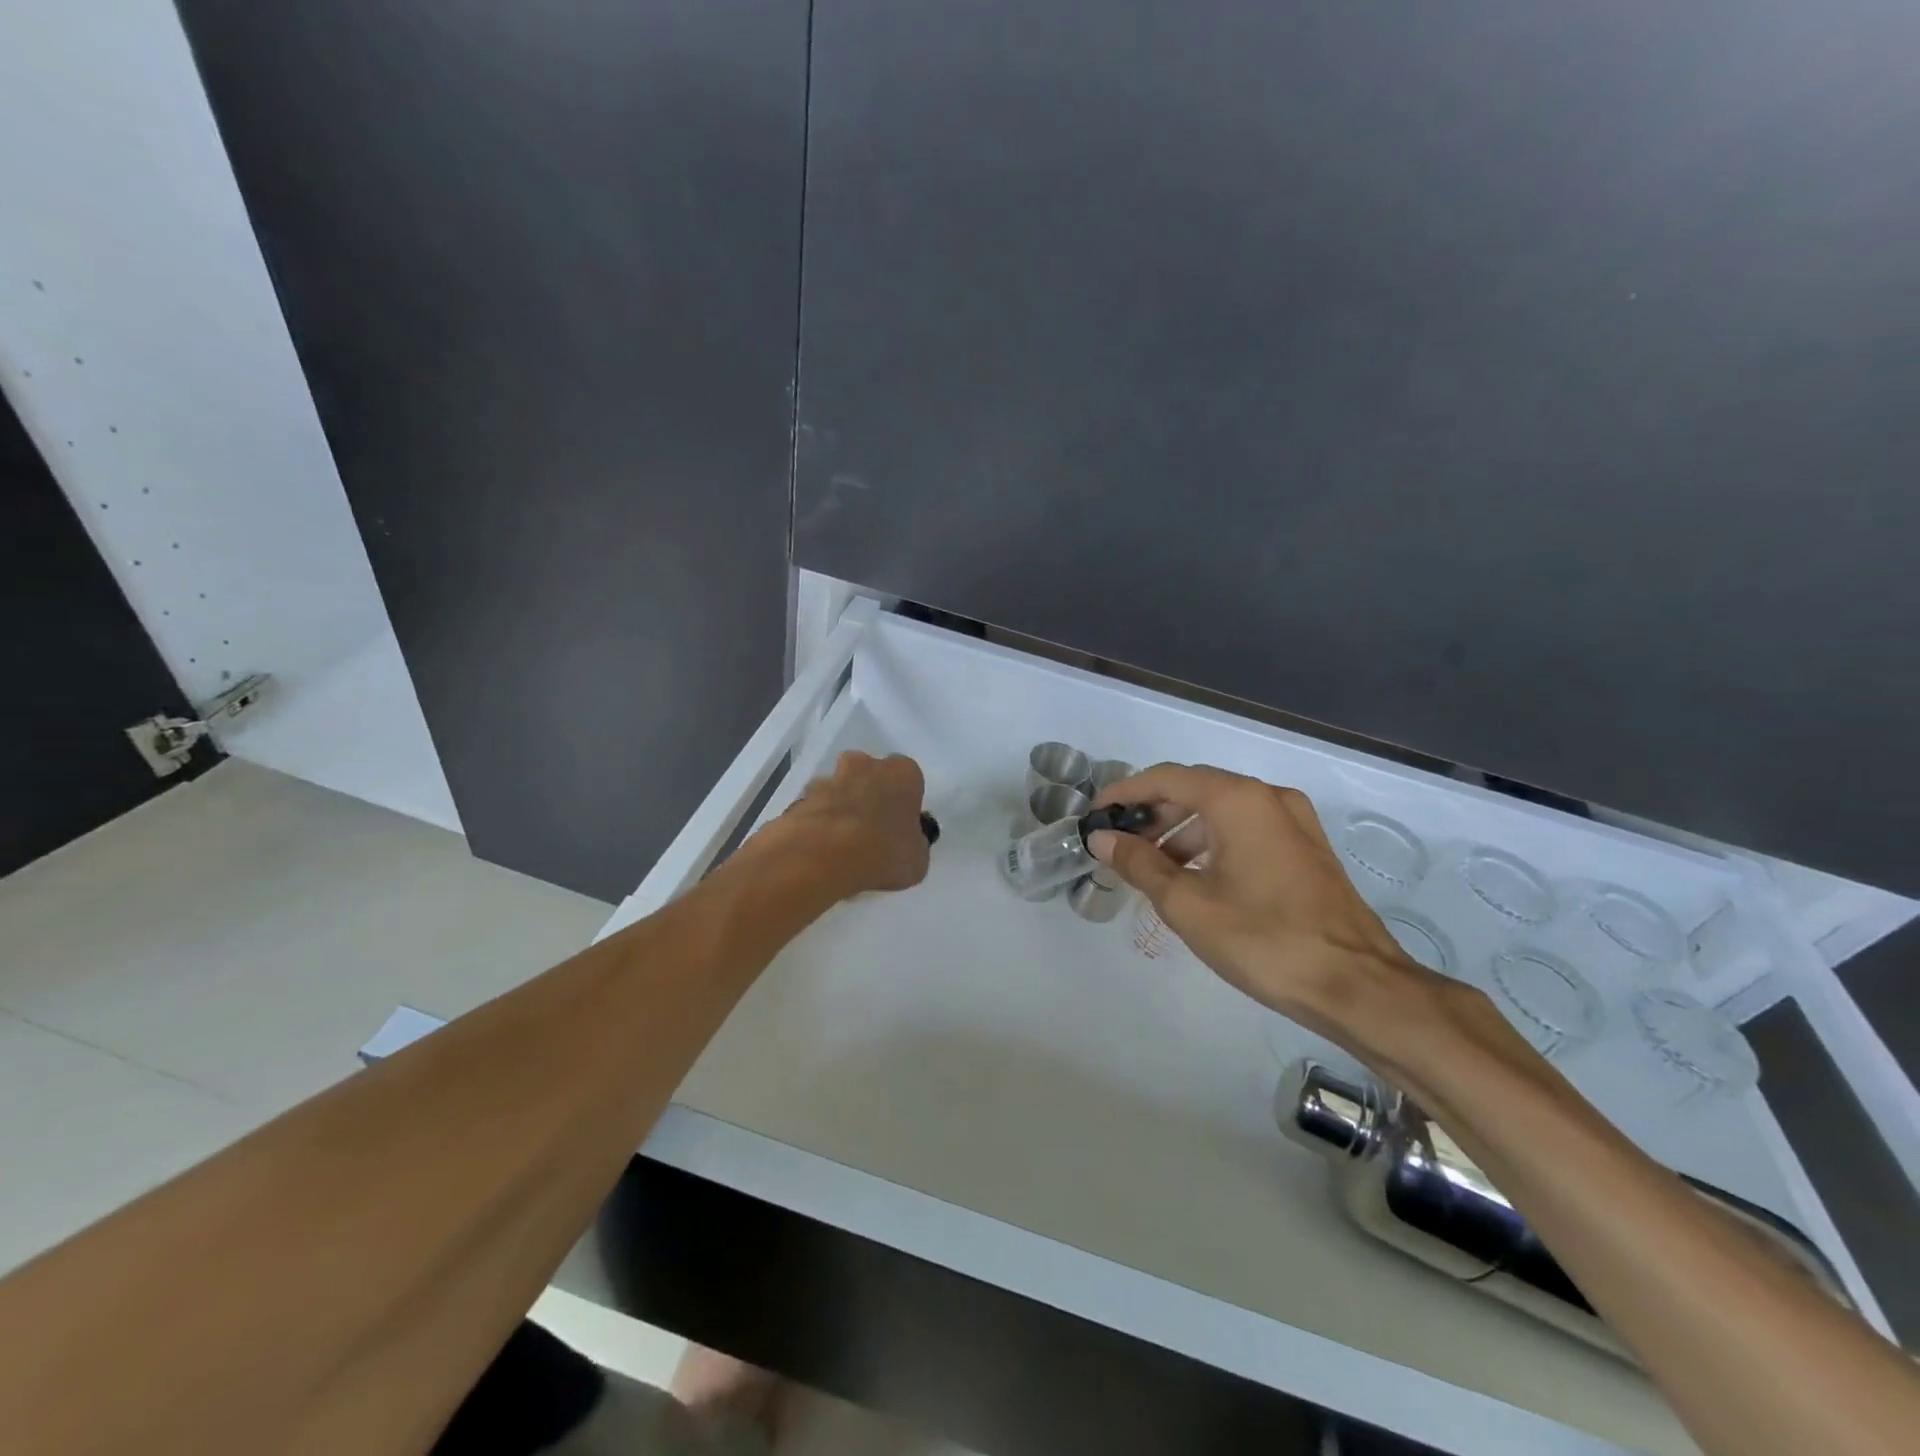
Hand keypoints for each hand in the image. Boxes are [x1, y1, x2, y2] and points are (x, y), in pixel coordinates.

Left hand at [775, 750, 930, 895]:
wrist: (824, 855)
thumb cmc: (883, 852)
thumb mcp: (917, 860)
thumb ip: (913, 844)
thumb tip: (907, 843)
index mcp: (902, 773)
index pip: (908, 778)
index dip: (903, 802)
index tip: (899, 825)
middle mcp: (865, 765)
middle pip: (868, 774)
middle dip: (868, 795)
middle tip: (870, 831)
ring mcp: (829, 779)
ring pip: (838, 788)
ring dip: (840, 808)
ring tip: (840, 845)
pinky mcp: (800, 798)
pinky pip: (814, 808)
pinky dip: (817, 823)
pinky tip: (819, 849)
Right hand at [1091, 763, 1438, 1041]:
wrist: (1357, 985)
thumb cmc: (1264, 940)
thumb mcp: (1187, 905)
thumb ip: (1139, 864)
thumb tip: (1102, 838)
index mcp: (1238, 800)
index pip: (1166, 778)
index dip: (1125, 792)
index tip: (1095, 814)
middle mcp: (1268, 797)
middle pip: (1195, 789)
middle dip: (1152, 814)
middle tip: (1120, 845)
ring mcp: (1294, 822)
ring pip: (1222, 811)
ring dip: (1181, 831)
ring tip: (1152, 868)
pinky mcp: (1306, 849)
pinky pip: (1246, 829)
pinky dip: (1213, 843)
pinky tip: (1195, 878)